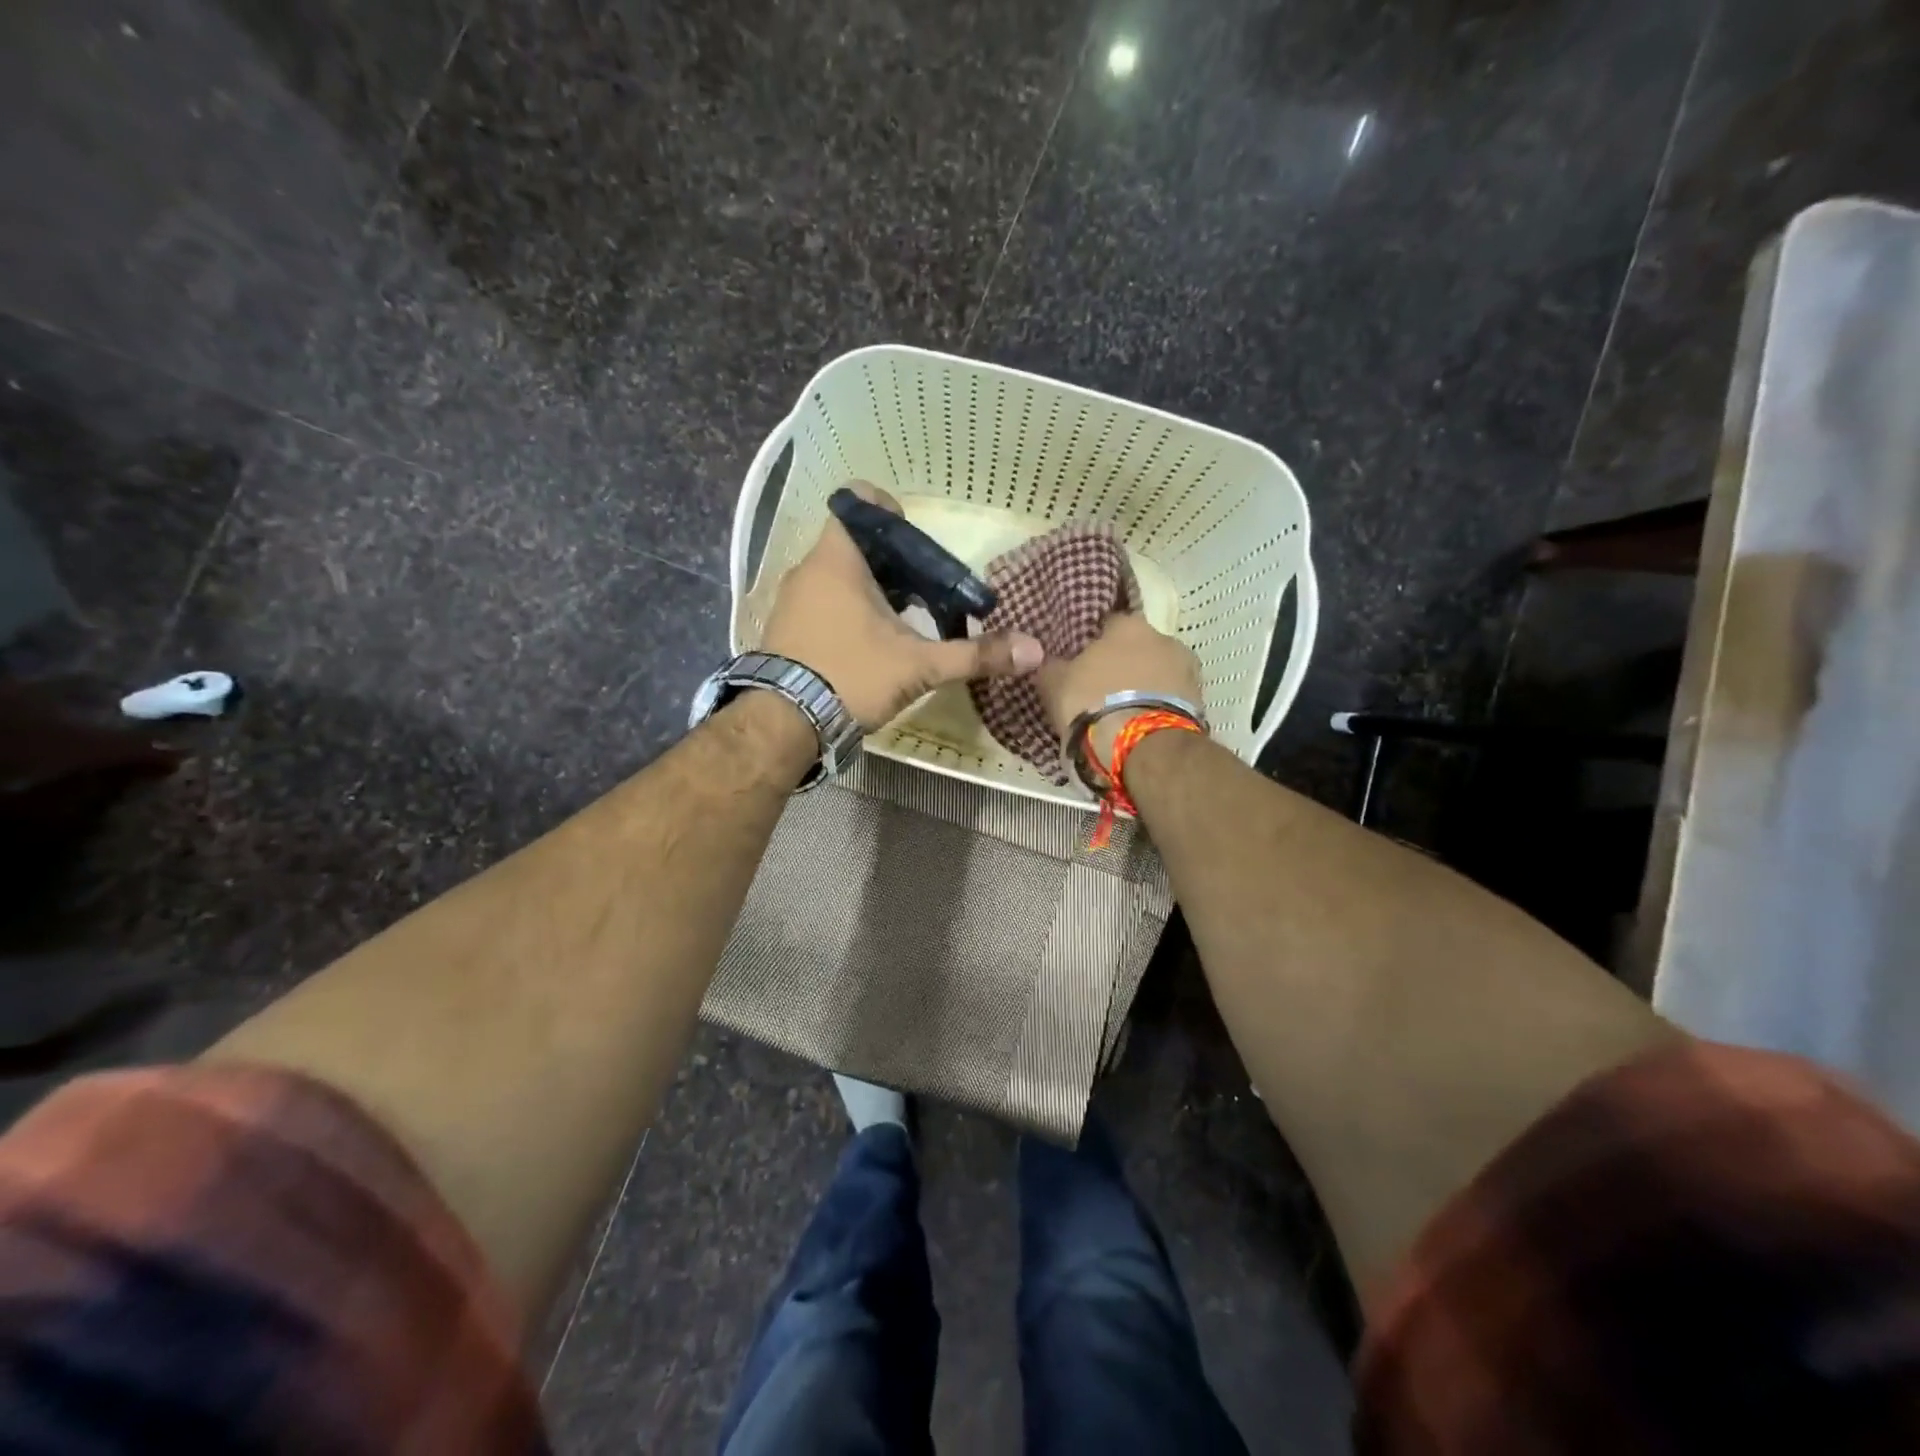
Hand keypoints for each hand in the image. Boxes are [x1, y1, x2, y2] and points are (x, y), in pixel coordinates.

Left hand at [760, 483, 1043, 728]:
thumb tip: (1034, 651)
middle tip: (924, 592)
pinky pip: (823, 602)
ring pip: (839, 576)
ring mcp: (792, 600)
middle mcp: (808, 571)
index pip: (858, 502)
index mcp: (837, 560)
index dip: (890, 512)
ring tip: (903, 622)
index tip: (916, 544)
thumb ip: (975, 655)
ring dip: (872, 590)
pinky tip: (869, 645)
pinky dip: (848, 611)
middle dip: (895, 563)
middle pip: (857, 544)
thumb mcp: (919, 666)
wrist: (783, 724)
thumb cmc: (850, 676)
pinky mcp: (785, 629)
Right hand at [1035, 612, 1203, 762]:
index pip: (1107, 624)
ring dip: (1144, 687)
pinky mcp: (1200, 702)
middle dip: (1123, 665)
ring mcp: (1187, 670)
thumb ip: (1051, 666)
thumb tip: (1049, 660)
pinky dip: (1158, 708)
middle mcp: (1164, 637)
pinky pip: (1171, 699)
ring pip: (1158, 674)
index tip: (1082, 664)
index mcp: (1127, 625)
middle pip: (1138, 648)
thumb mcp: (1055, 684)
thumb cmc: (1094, 703)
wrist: (1144, 747)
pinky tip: (1142, 726)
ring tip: (1124, 713)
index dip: (1092, 644)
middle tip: (1102, 690)